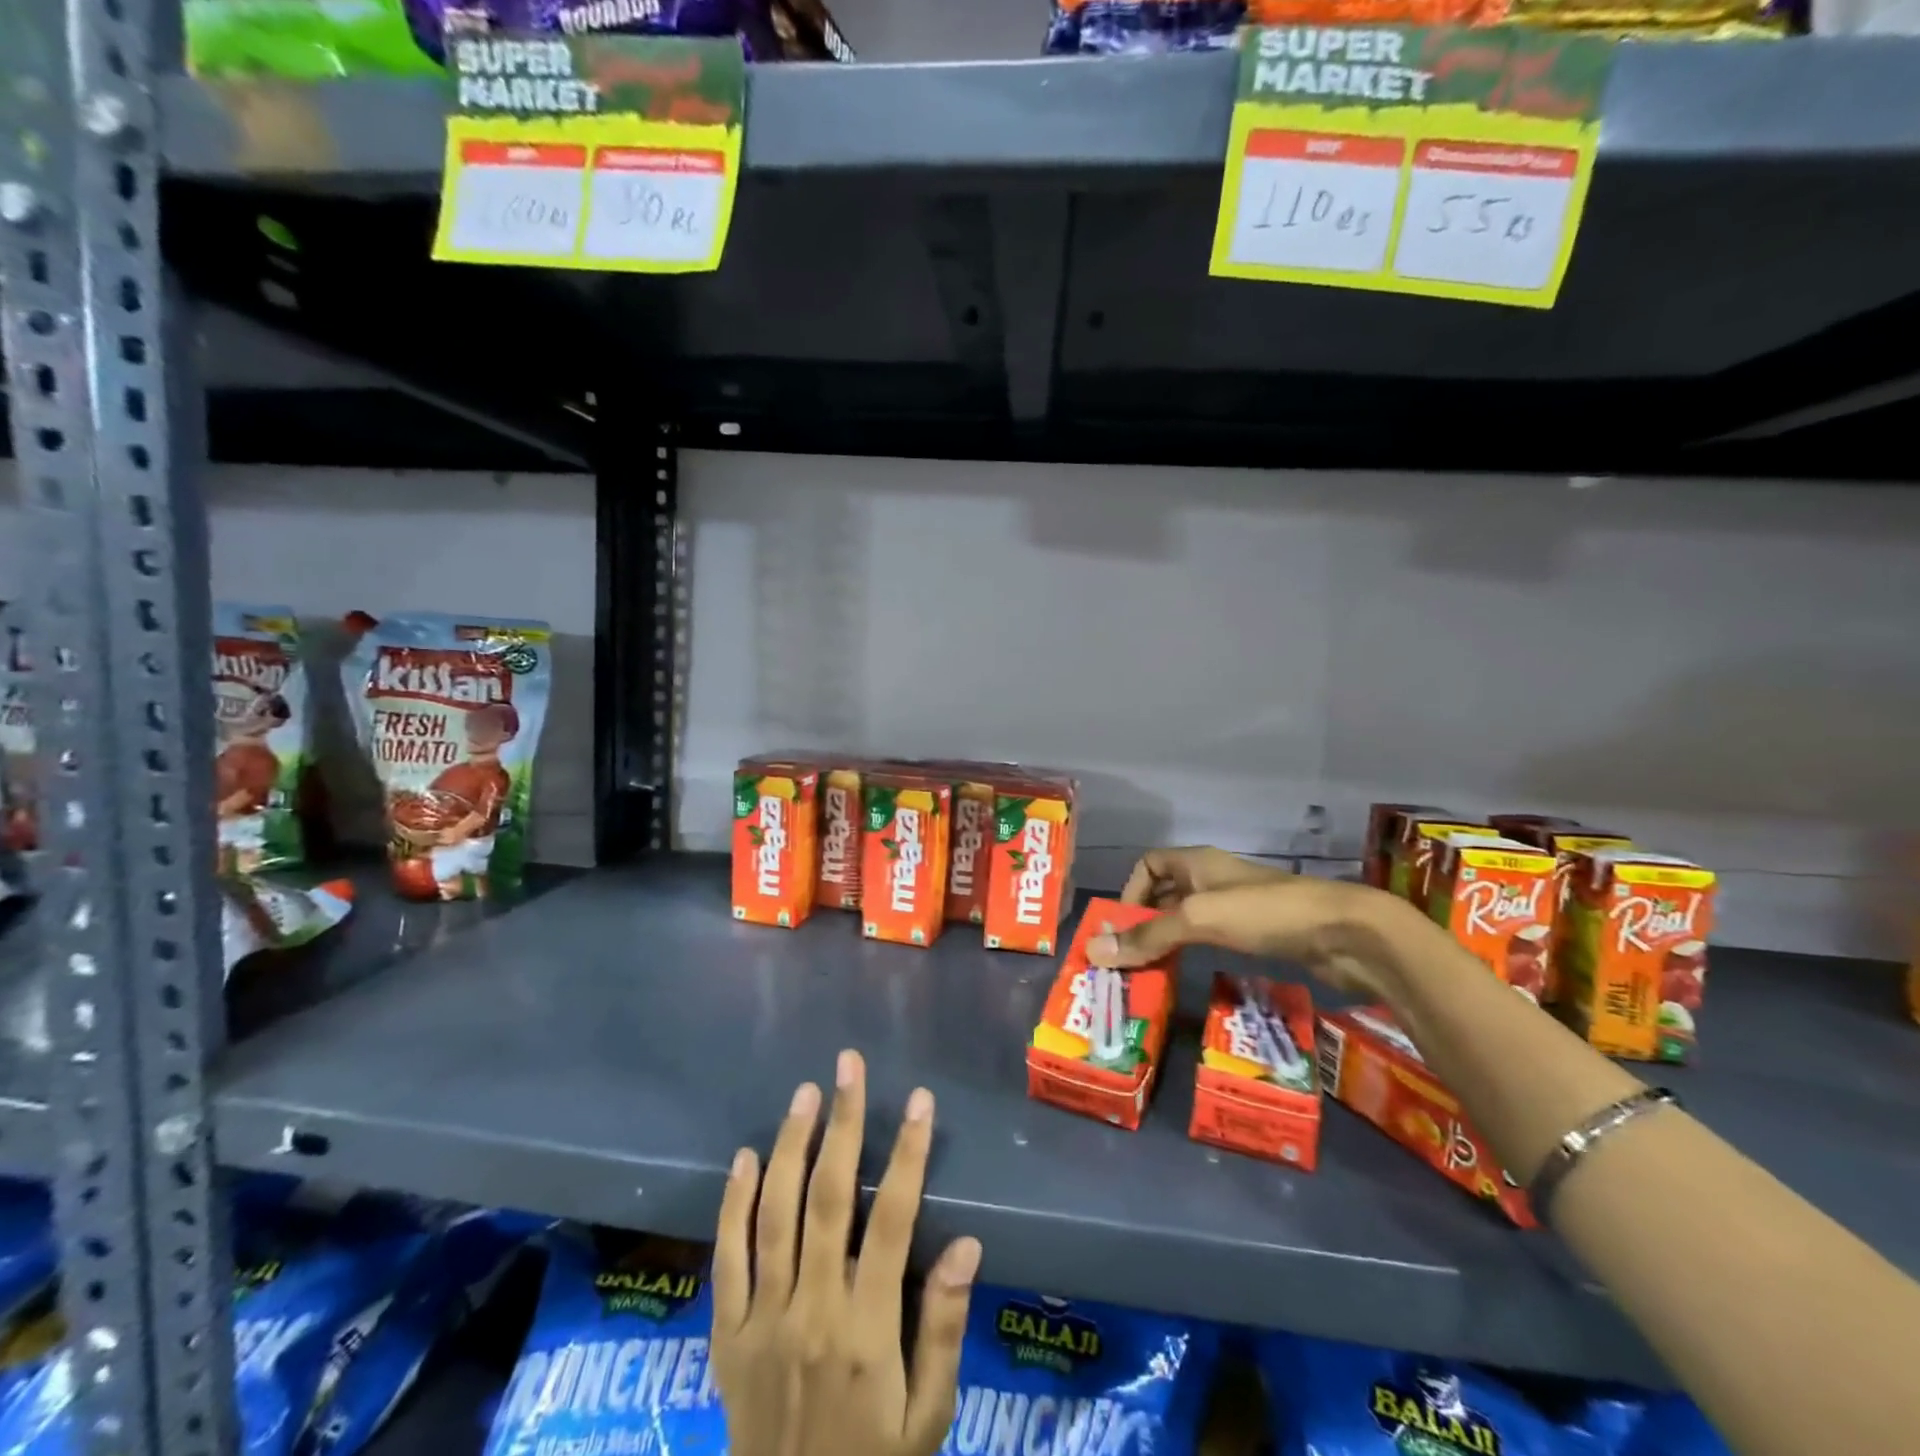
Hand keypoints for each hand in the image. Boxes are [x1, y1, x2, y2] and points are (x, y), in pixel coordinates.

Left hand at [712, 1050, 982, 1455]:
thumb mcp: (929, 1417)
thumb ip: (945, 1329)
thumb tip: (966, 1244)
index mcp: (868, 1331)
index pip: (893, 1221)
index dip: (907, 1154)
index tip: (919, 1100)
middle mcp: (812, 1311)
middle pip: (828, 1199)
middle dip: (842, 1124)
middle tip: (847, 1066)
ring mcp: (762, 1321)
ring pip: (775, 1214)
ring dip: (791, 1146)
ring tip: (805, 1093)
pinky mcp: (726, 1336)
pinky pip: (726, 1258)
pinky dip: (733, 1203)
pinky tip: (746, 1156)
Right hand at [1090, 845, 1424, 1000]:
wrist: (1346, 934)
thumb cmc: (1266, 914)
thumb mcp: (1199, 919)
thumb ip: (1149, 935)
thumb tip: (1094, 951)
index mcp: (1197, 862)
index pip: (1149, 864)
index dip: (1130, 891)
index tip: (1122, 929)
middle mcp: (1213, 879)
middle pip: (1165, 893)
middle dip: (1144, 922)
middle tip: (1127, 960)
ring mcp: (1238, 907)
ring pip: (1189, 919)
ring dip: (1169, 942)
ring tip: (1150, 975)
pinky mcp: (1259, 934)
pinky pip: (1213, 939)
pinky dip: (1196, 954)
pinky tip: (1190, 977)